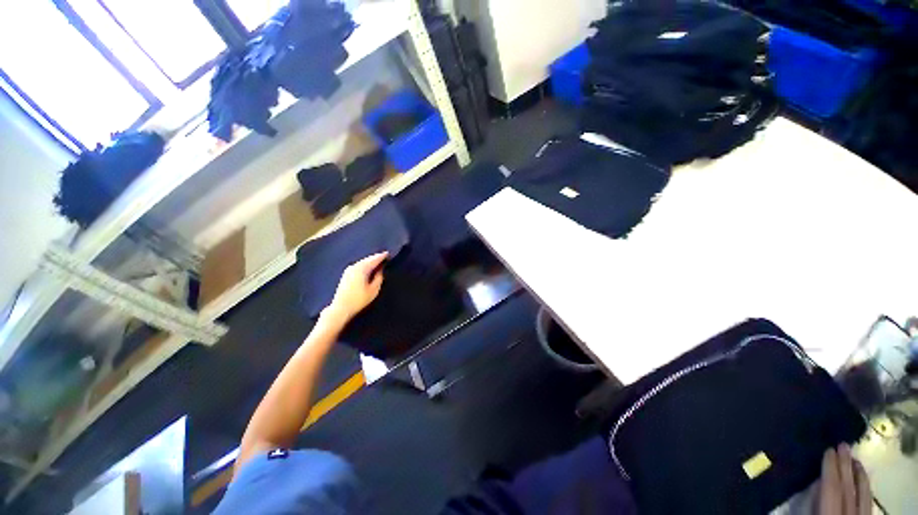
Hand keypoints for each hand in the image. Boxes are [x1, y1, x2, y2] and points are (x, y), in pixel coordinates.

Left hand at [324, 252, 387, 322]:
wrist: (340, 308)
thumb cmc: (358, 300)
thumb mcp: (373, 290)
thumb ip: (379, 278)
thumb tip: (380, 270)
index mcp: (362, 268)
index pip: (374, 259)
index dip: (382, 256)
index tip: (388, 253)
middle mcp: (354, 266)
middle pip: (368, 259)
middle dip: (376, 258)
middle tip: (384, 256)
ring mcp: (348, 270)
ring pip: (362, 262)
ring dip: (370, 261)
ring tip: (378, 262)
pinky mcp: (346, 274)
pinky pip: (358, 266)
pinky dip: (365, 265)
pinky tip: (368, 268)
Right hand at [817, 444, 871, 514]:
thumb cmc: (818, 513)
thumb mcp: (806, 511)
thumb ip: (811, 499)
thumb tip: (815, 478)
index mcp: (831, 511)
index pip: (832, 485)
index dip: (830, 466)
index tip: (829, 448)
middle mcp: (850, 511)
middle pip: (849, 486)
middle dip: (845, 464)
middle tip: (843, 444)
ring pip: (863, 492)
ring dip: (858, 473)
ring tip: (855, 458)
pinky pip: (868, 500)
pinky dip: (865, 486)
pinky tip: (863, 477)